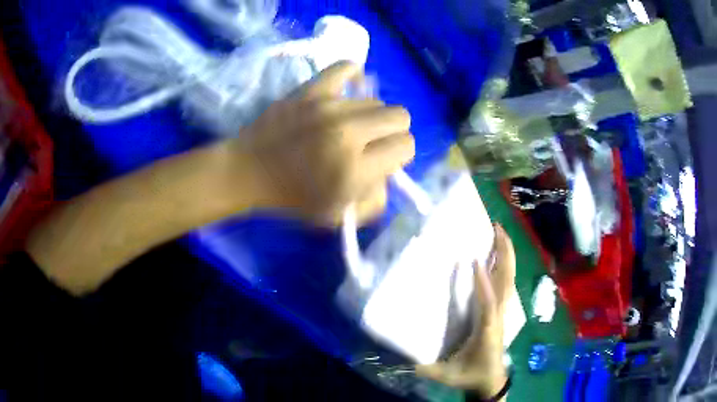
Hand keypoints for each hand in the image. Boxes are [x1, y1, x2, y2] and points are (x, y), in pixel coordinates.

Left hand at [230, 61, 413, 225]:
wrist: (248, 172)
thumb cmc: (292, 198)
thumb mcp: (338, 217)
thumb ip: (375, 200)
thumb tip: (389, 173)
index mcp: (356, 170)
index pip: (406, 146)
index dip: (399, 154)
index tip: (383, 159)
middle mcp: (348, 133)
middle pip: (400, 116)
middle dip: (392, 132)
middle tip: (371, 142)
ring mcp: (328, 106)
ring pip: (375, 99)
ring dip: (368, 115)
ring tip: (347, 125)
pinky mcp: (310, 89)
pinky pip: (345, 67)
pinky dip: (353, 76)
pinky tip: (347, 92)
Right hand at [416, 224, 515, 398]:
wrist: (490, 380)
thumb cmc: (471, 374)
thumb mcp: (447, 375)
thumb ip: (425, 368)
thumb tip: (401, 358)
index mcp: (487, 330)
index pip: (488, 304)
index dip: (483, 284)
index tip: (474, 261)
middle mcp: (499, 316)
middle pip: (507, 282)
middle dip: (505, 254)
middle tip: (497, 228)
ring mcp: (503, 312)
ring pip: (509, 279)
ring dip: (506, 255)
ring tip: (499, 233)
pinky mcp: (501, 311)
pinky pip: (505, 284)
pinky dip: (503, 266)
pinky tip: (496, 255)